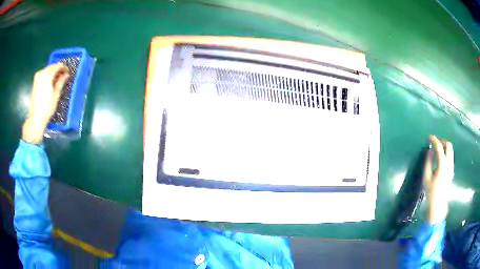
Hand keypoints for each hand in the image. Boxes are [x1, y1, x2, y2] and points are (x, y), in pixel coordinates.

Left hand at [22, 63, 68, 144]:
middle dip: (58, 70)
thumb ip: (61, 82)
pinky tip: (50, 83)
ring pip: (47, 70)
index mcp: (47, 75)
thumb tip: (66, 74)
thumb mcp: (56, 95)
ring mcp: (37, 77)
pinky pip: (43, 74)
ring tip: (57, 81)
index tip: (67, 72)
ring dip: (53, 73)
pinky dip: (48, 76)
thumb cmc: (47, 108)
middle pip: (52, 67)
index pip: (58, 66)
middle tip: (63, 77)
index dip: (64, 68)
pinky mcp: (35, 82)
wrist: (36, 118)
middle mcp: (42, 73)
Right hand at [423, 135, 453, 223]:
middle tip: (435, 144)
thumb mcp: (426, 178)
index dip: (434, 140)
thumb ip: (428, 163)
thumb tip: (430, 152)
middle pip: (449, 146)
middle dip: (442, 142)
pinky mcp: (451, 171)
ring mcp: (451, 167)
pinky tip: (440, 159)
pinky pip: (450, 157)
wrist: (438, 204)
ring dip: (445, 147)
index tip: (430, 137)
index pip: (439, 147)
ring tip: (437, 150)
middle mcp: (449, 163)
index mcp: (442, 165)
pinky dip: (446, 153)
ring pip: (450, 151)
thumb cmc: (431, 192)